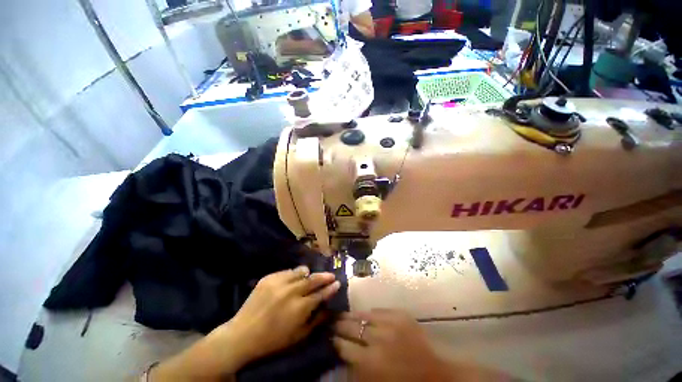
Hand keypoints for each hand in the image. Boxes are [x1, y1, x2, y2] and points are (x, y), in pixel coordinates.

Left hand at [152, 266, 339, 380]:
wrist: (242, 335)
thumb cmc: (272, 340)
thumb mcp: (298, 336)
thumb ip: (316, 321)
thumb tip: (329, 308)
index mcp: (300, 308)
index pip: (321, 294)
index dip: (330, 288)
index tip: (337, 282)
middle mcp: (291, 291)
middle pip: (313, 279)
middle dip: (324, 276)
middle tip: (331, 274)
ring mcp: (279, 282)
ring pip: (300, 272)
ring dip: (308, 273)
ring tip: (310, 274)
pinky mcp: (269, 278)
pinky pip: (286, 271)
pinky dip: (293, 274)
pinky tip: (293, 278)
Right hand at [333, 309, 451, 381]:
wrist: (436, 376)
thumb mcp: (373, 381)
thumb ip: (355, 367)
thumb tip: (341, 348)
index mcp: (370, 362)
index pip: (343, 345)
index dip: (334, 339)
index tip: (328, 335)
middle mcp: (378, 339)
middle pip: (351, 326)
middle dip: (339, 323)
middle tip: (332, 320)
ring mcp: (390, 323)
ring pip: (363, 314)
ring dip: (351, 315)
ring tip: (343, 314)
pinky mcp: (400, 315)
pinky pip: (379, 310)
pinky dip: (370, 314)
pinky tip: (365, 315)